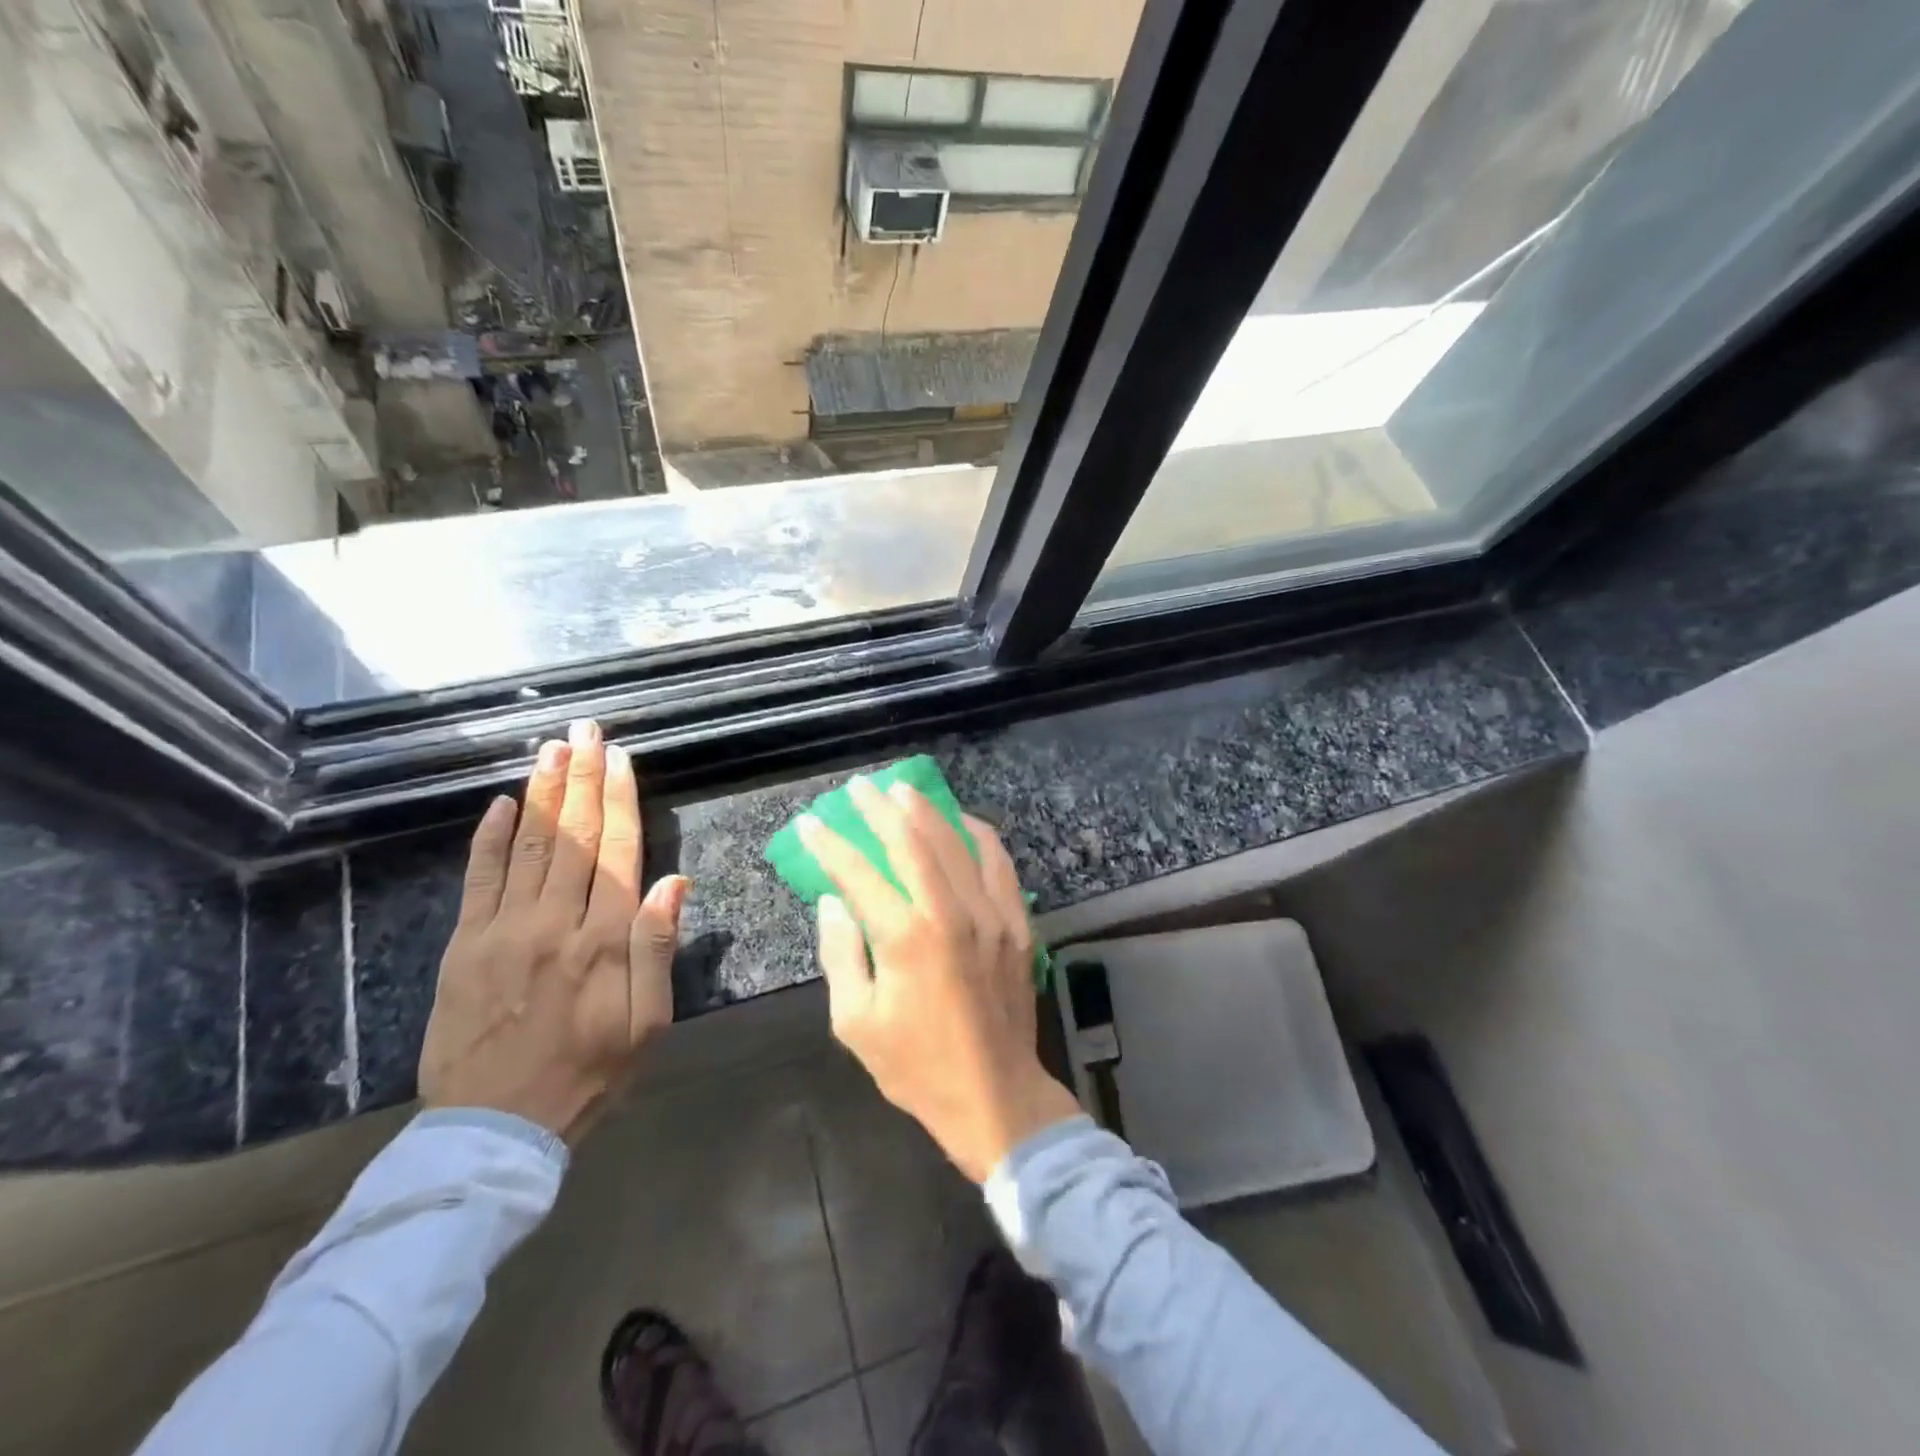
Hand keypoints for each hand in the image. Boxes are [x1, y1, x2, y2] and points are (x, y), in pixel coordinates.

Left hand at [419, 720, 689, 1142]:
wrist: (497, 1128)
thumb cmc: (591, 1072)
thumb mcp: (649, 1021)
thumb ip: (658, 947)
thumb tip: (674, 882)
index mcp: (605, 940)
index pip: (619, 852)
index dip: (621, 800)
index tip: (620, 757)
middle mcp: (554, 923)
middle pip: (574, 837)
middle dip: (582, 778)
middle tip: (585, 731)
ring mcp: (502, 931)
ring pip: (529, 847)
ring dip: (543, 794)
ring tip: (552, 750)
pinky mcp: (463, 947)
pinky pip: (478, 880)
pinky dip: (490, 839)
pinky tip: (500, 804)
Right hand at [800, 777, 1079, 1181]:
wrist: (993, 1094)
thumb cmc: (916, 1065)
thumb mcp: (856, 1022)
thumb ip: (841, 954)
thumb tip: (834, 901)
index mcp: (906, 938)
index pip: (859, 874)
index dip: (831, 845)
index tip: (813, 823)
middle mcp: (951, 913)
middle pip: (912, 842)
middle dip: (880, 809)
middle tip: (860, 787)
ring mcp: (991, 914)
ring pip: (957, 843)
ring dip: (927, 812)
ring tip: (903, 791)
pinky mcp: (1016, 923)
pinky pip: (1000, 864)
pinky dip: (979, 835)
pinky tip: (962, 822)